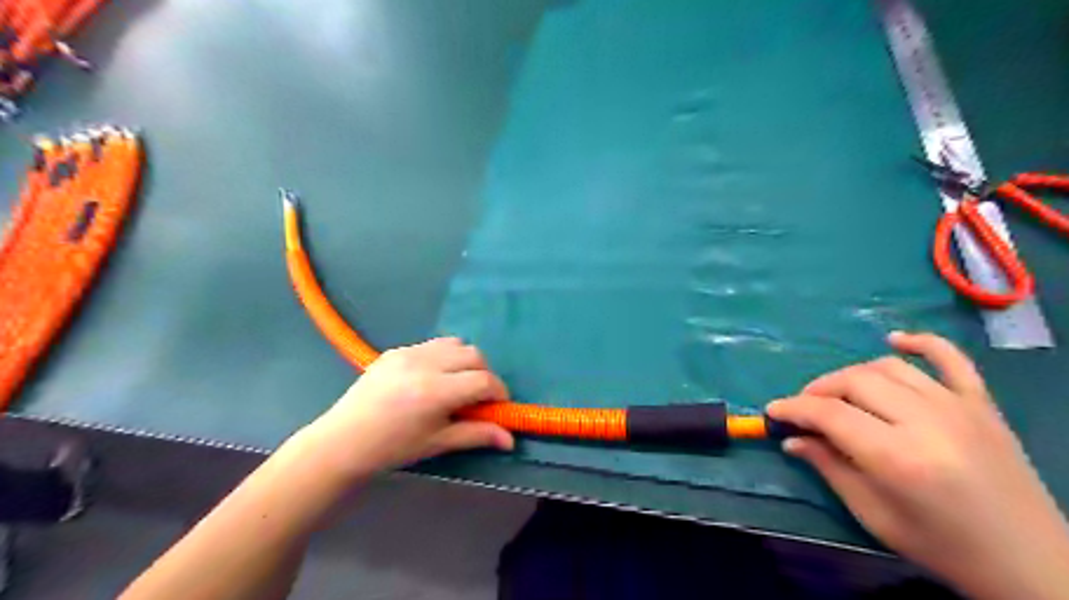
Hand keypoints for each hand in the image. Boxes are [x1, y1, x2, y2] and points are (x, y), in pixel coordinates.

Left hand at [292, 337, 510, 482]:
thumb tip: (511, 440)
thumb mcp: (438, 443)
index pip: (483, 381)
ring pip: (455, 344)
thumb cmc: (392, 448)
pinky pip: (433, 345)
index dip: (499, 392)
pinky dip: (444, 357)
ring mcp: (408, 353)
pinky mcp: (395, 350)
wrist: (343, 442)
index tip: (499, 405)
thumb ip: (477, 435)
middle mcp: (424, 364)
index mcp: (435, 392)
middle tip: (478, 397)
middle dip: (485, 374)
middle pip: (474, 355)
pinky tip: (432, 378)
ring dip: (465, 361)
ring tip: (457, 384)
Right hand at [768, 333, 1067, 599]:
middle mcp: (928, 422)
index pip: (830, 414)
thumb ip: (829, 468)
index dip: (794, 408)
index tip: (773, 411)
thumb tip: (792, 439)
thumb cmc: (942, 546)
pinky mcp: (982, 404)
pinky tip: (894, 340)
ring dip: (852, 375)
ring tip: (838, 394)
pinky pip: (951, 358)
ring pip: (888, 368)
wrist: (1031, 563)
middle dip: (818, 390)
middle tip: (803, 409)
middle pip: (854, 381)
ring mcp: (960, 407)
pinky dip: (920, 342)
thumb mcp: (874, 515)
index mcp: (899, 457)